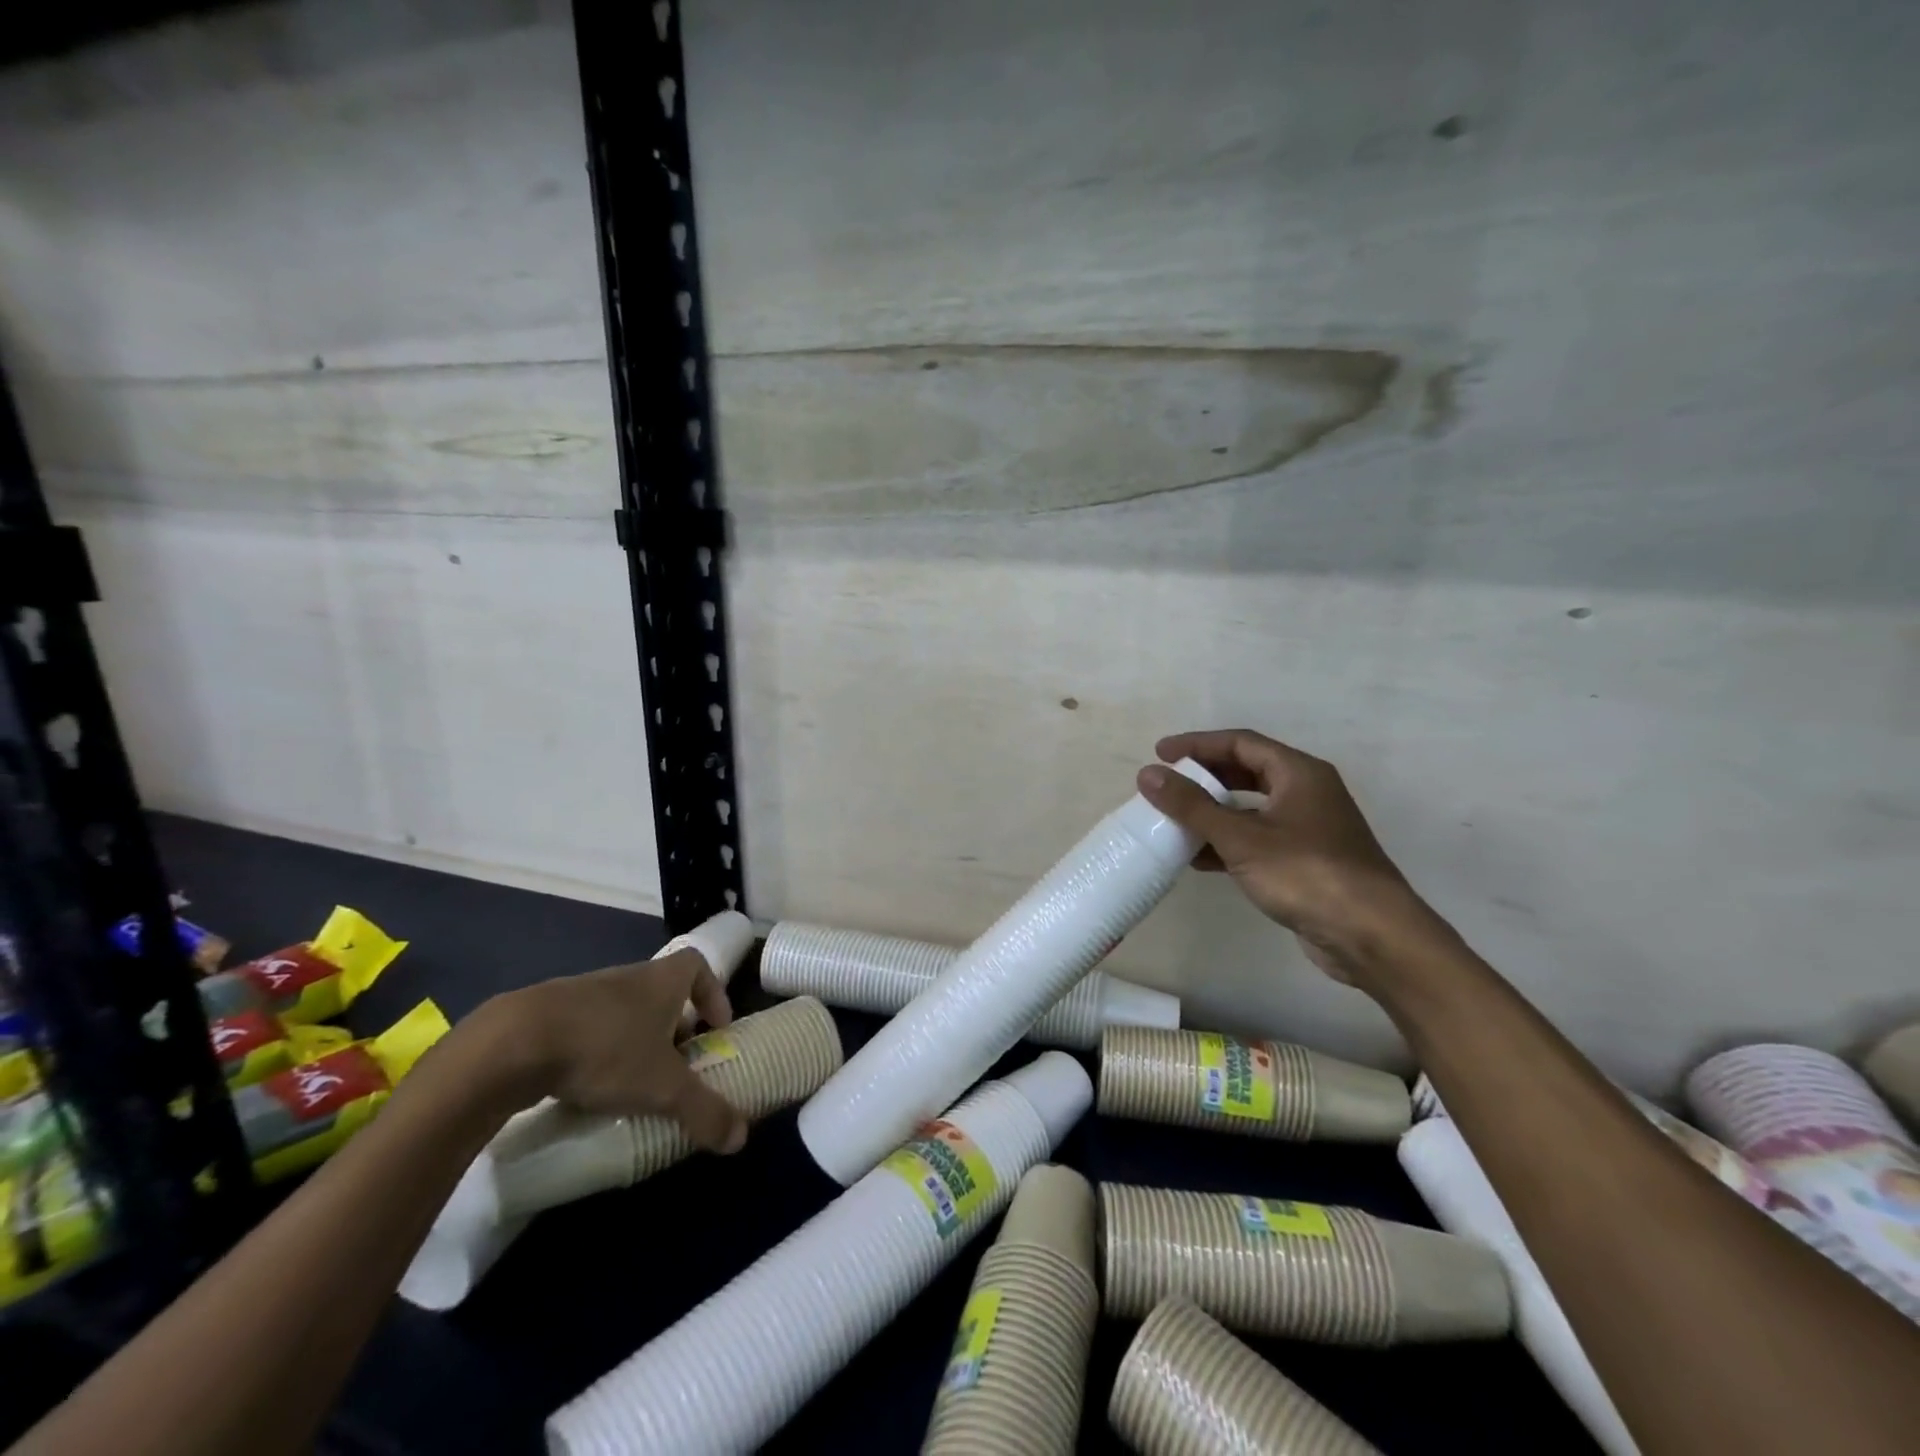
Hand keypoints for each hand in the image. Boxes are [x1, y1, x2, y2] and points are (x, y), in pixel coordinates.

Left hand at [499, 949, 747, 1153]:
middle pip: (662, 990)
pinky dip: (596, 1049)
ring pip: (624, 1010)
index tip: (716, 1027)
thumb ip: (703, 1110)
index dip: (713, 993)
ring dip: (634, 1038)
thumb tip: (740, 1138)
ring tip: (633, 1080)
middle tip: (677, 1063)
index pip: (698, 966)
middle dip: (674, 1024)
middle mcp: (629, 977)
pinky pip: (587, 1026)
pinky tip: (587, 1085)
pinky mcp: (548, 1014)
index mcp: (662, 980)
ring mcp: (586, 992)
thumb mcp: (663, 1087)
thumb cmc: (606, 1050)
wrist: (514, 1043)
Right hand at [1137, 729, 1457, 986]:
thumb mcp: (1240, 837)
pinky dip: (1228, 843)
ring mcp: (1309, 828)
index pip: (1240, 742)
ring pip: (1251, 809)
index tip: (1160, 753)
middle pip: (1246, 772)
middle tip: (1167, 785)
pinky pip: (1258, 839)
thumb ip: (1191, 805)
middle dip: (1204, 778)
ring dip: (1213, 813)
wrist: (1371, 935)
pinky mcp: (1306, 861)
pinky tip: (1199, 859)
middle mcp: (1307, 793)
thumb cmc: (1306, 873)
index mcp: (1298, 773)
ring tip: (1174, 822)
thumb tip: (1148, 774)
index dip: (1197, 744)